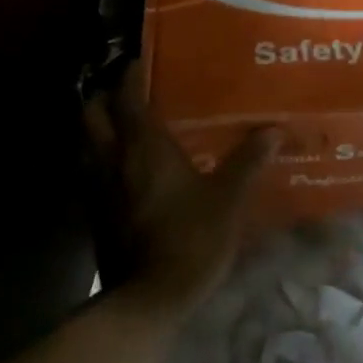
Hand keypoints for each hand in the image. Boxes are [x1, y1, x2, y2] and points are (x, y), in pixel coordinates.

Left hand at [84, 63, 278, 317]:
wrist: (150, 301)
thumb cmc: (191, 238)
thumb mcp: (229, 198)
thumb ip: (249, 160)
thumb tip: (274, 129)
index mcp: (143, 147)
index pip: (126, 97)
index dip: (131, 74)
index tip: (142, 61)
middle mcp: (113, 160)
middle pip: (92, 114)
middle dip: (105, 97)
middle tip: (130, 91)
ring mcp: (98, 189)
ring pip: (88, 143)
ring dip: (101, 129)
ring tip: (129, 125)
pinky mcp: (96, 215)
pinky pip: (93, 172)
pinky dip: (104, 160)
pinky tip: (129, 169)